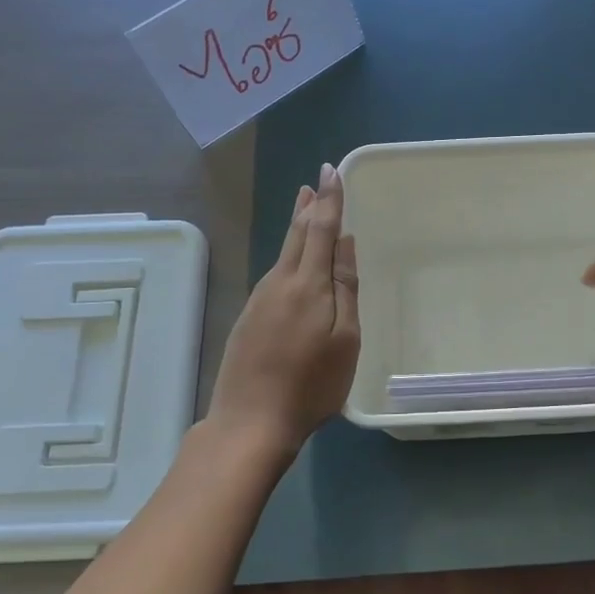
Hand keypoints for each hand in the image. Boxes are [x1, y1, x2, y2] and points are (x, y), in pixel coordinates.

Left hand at [206, 163, 359, 460]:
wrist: (250, 422)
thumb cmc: (311, 385)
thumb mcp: (344, 339)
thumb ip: (345, 287)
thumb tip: (344, 242)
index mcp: (307, 284)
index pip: (320, 229)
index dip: (329, 199)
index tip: (331, 171)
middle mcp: (279, 283)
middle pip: (296, 235)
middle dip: (308, 207)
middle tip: (314, 182)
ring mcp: (259, 300)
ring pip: (283, 254)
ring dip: (296, 228)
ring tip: (305, 209)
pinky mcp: (249, 318)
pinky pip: (275, 275)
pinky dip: (288, 256)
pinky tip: (293, 263)